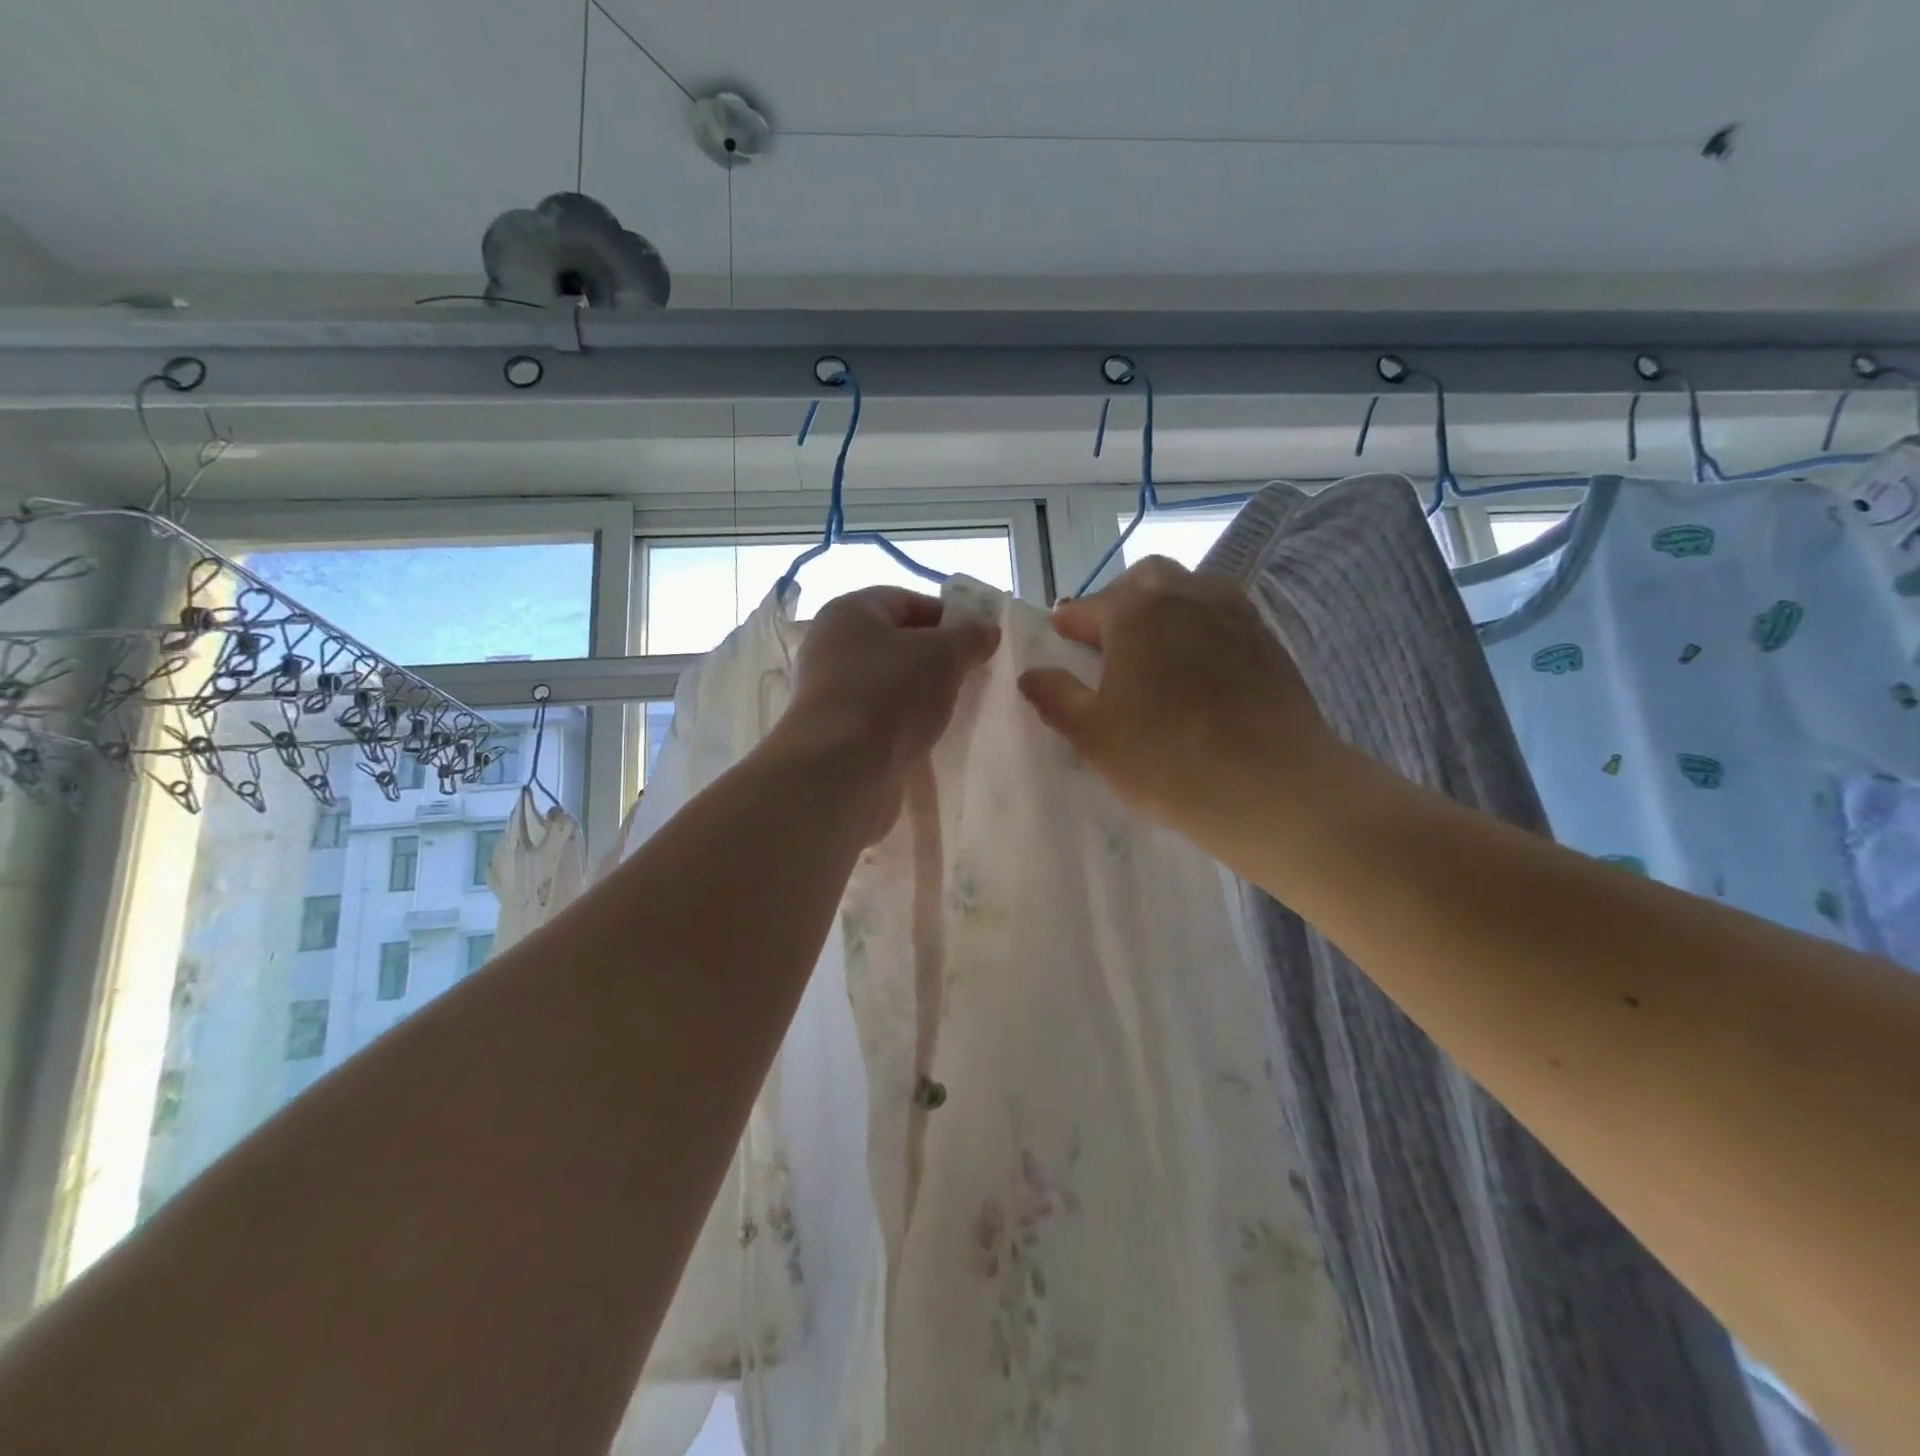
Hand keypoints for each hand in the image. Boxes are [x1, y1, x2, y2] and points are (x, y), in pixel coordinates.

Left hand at [784, 585, 1000, 775]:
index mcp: (850, 611)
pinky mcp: (834, 732)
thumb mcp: (945, 654)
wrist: (840, 770)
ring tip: (954, 711)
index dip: (948, 618)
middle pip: (897, 644)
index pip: (907, 601)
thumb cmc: (891, 695)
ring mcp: (829, 691)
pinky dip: (903, 724)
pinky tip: (927, 739)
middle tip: (970, 678)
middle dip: (936, 660)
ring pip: (889, 683)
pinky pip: (879, 718)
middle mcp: (831, 645)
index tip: (979, 644)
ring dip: (921, 695)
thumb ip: (970, 635)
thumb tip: (986, 629)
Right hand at [1017, 557, 1341, 844]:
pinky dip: (1200, 627)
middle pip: (1144, 580)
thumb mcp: (1093, 735)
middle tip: (1107, 641)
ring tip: (1154, 650)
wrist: (1272, 786)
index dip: (1068, 623)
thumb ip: (1057, 697)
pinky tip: (1198, 666)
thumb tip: (1031, 675)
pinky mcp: (1268, 640)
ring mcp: (1234, 614)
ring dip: (1163, 608)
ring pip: (1190, 590)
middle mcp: (1186, 596)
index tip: (1059, 638)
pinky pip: (1223, 616)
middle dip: (1119, 601)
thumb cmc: (1166, 759)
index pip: (1089, 606)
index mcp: (1135, 612)